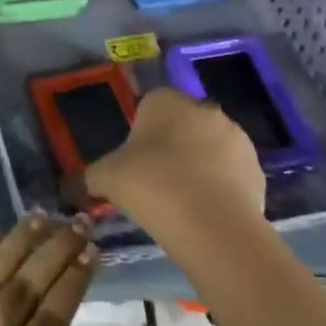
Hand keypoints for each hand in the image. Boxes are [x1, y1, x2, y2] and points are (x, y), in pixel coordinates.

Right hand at [84, 87, 266, 228]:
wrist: (210, 225)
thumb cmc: (150, 186)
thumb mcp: (105, 179)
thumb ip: (86, 178)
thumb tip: (68, 188)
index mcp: (166, 100)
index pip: (150, 105)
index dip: (141, 133)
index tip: (134, 162)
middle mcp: (203, 109)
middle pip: (182, 124)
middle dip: (173, 147)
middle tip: (156, 182)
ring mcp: (236, 137)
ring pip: (210, 147)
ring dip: (199, 165)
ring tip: (183, 201)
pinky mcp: (257, 168)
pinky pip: (232, 173)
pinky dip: (221, 187)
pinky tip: (206, 212)